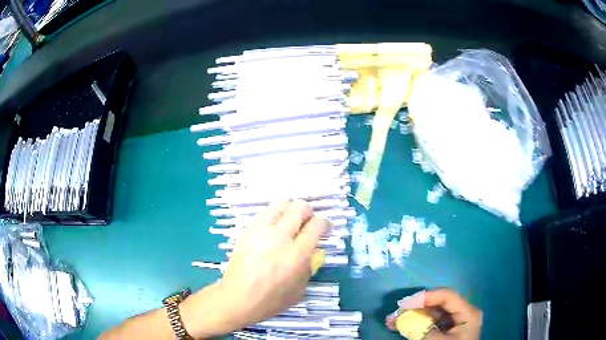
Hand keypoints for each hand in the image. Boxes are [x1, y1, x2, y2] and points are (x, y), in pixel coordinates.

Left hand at [216, 200, 329, 328]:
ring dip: (289, 210)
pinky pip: (263, 214)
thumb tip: (312, 251)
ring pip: (280, 204)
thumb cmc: (273, 299)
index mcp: (298, 253)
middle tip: (307, 222)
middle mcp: (281, 237)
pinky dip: (272, 217)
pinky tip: (271, 230)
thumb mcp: (301, 288)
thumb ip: (310, 266)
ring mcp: (261, 231)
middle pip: (299, 208)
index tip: (325, 228)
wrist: (239, 297)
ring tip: (288, 222)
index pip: (317, 224)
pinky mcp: (247, 231)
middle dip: (308, 211)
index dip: (325, 223)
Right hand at [386, 289, 481, 339]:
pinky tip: (402, 325)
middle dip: (415, 307)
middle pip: (438, 303)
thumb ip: (421, 329)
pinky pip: (432, 322)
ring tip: (393, 320)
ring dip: (413, 315)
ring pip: (432, 312)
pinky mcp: (448, 329)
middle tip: (396, 311)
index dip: (425, 297)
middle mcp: (463, 312)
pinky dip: (417, 323)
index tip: (403, 304)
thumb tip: (400, 319)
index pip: (447, 296)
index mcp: (468, 313)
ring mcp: (456, 321)